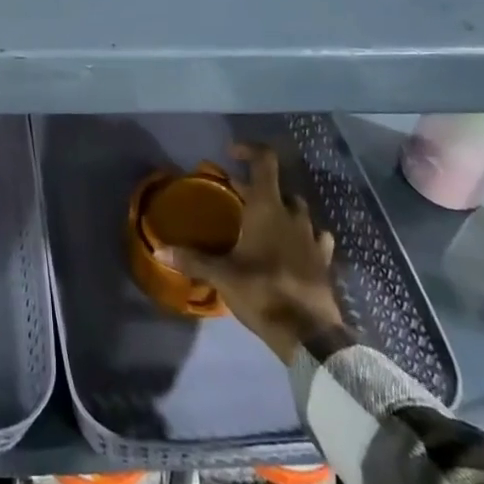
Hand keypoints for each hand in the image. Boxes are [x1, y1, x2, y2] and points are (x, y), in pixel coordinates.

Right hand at [163, 143, 343, 363]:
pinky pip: (316, 236)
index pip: (264, 162)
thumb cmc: (262, 293)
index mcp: (267, 208)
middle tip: (237, 196)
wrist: (309, 335)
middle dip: (258, 186)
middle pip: (279, 186)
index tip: (231, 152)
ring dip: (282, 208)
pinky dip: (303, 234)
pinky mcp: (324, 260)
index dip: (249, 149)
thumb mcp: (222, 276)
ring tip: (263, 220)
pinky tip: (294, 245)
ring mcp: (312, 237)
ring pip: (298, 209)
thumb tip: (159, 249)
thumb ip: (193, 259)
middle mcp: (292, 215)